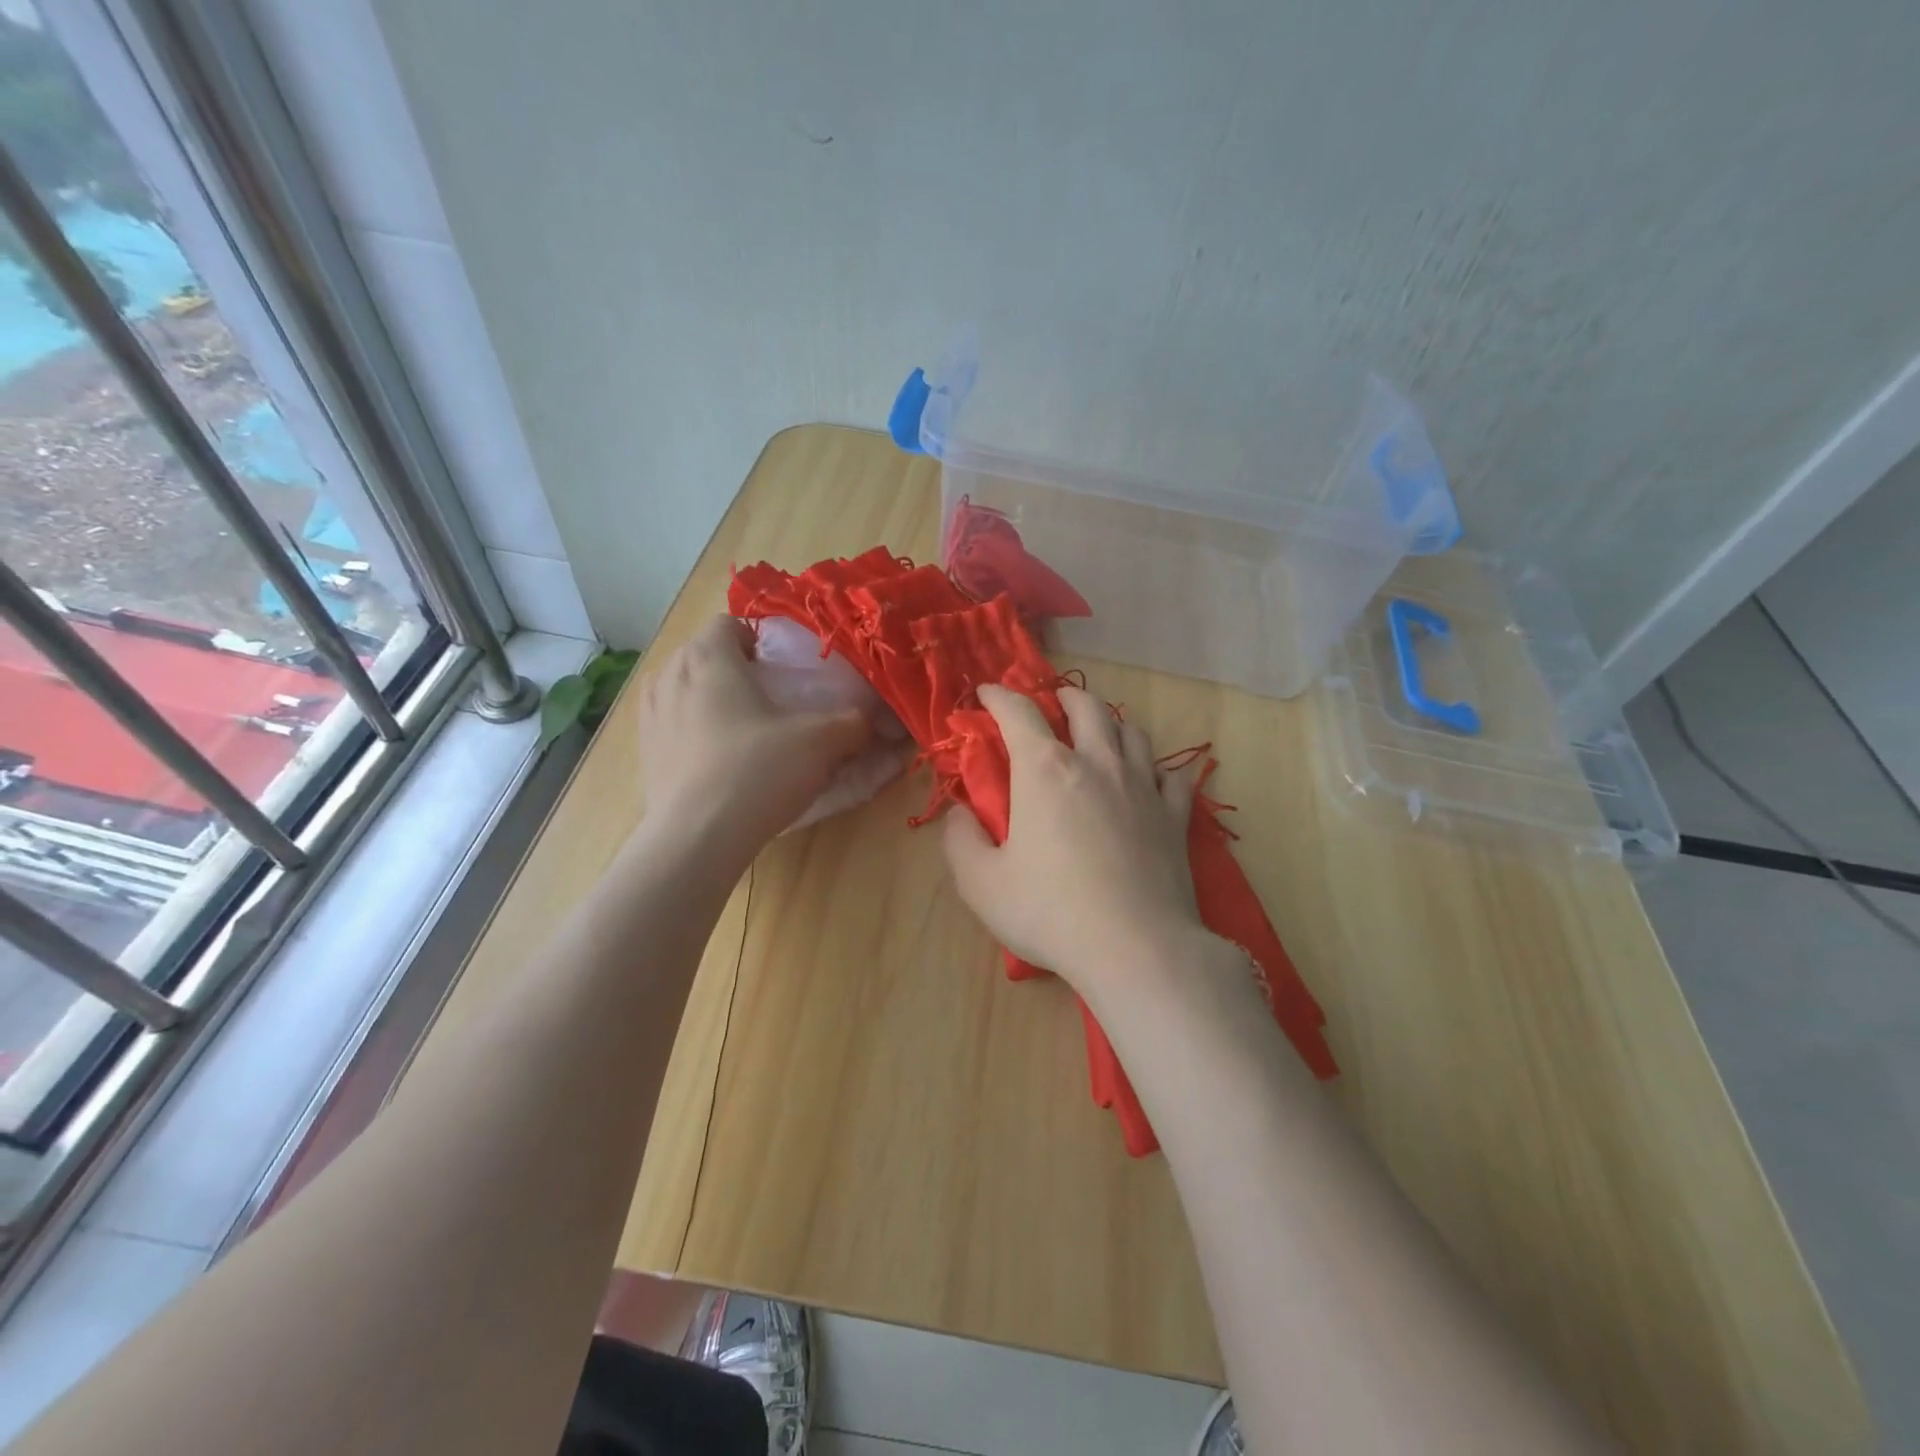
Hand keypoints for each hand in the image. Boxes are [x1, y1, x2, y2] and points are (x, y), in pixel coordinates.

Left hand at [636, 616, 881, 855]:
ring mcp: (650, 714)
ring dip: (709, 697)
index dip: (757, 639)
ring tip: (741, 727)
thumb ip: (853, 723)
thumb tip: (875, 720)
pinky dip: (693, 730)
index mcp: (708, 657)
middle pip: (703, 653)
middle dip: (735, 668)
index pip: (728, 623)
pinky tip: (718, 760)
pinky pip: (671, 723)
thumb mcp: (820, 743)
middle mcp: (670, 675)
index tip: (781, 667)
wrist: (697, 838)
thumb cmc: (757, 771)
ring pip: (683, 688)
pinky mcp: (644, 751)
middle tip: (769, 698)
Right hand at [942, 684, 1204, 996]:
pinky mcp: (1175, 816)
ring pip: (1132, 731)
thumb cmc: (1049, 912)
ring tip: (1101, 732)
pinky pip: (1172, 774)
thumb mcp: (980, 883)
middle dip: (1064, 697)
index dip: (999, 696)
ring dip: (1111, 722)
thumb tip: (960, 812)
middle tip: (1053, 704)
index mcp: (1045, 770)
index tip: (987, 693)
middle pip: (1086, 706)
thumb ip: (960, 840)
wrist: (1136, 948)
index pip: (1018, 713)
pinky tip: (1151, 776)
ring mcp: (1142, 786)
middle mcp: (1097, 763)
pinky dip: (1156, 766)